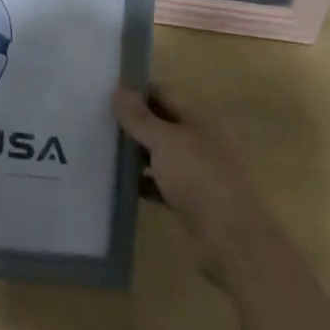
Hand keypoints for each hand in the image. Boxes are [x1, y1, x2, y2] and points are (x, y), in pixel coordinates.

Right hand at [114, 81, 259, 256]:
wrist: (232, 239)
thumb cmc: (199, 178)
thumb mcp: (164, 141)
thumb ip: (139, 117)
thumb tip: (119, 91)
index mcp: (199, 117)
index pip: (163, 92)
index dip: (136, 90)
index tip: (104, 91)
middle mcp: (200, 138)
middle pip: (161, 121)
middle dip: (132, 120)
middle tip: (97, 118)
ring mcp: (197, 169)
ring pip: (160, 151)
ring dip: (135, 150)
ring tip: (101, 147)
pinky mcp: (191, 197)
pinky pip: (161, 180)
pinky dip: (143, 179)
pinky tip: (119, 181)